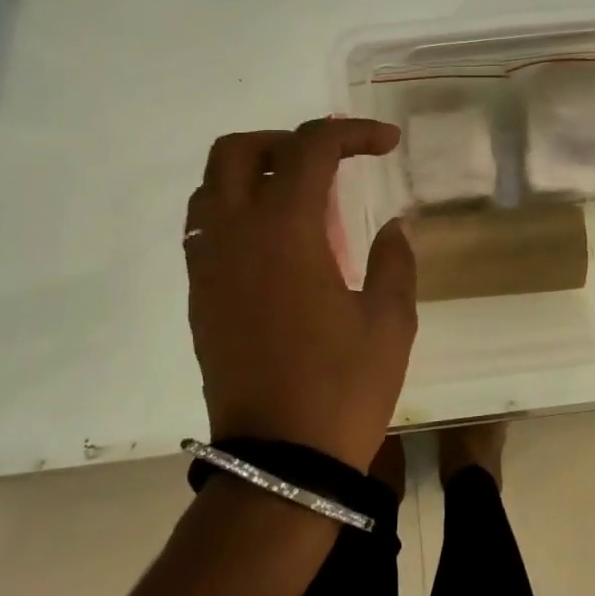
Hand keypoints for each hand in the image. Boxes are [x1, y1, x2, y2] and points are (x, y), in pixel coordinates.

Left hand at [184, 119, 417, 469]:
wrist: (281, 462)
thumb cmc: (343, 387)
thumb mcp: (389, 320)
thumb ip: (394, 260)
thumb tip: (393, 226)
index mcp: (284, 231)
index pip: (309, 149)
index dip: (351, 132)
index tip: (387, 144)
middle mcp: (234, 236)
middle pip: (237, 151)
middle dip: (286, 141)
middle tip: (330, 163)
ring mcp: (208, 268)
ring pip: (210, 188)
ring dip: (254, 174)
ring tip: (303, 199)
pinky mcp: (200, 299)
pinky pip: (205, 229)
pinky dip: (237, 212)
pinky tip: (279, 244)